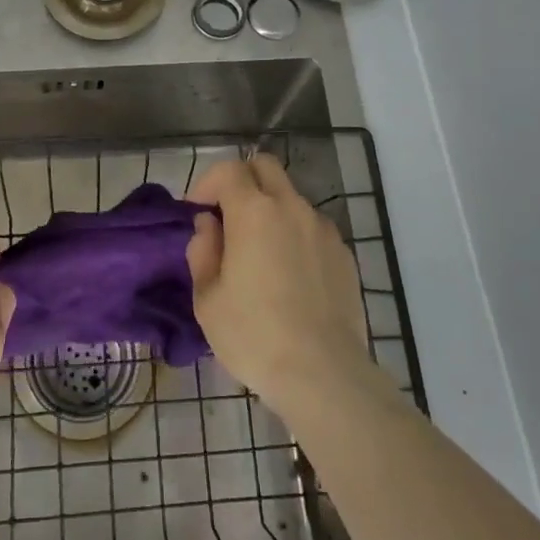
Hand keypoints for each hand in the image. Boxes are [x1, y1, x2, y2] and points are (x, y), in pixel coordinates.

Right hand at [186, 154, 373, 416]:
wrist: (322, 373)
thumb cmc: (253, 336)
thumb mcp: (208, 299)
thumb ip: (203, 250)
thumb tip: (209, 225)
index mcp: (253, 211)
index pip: (227, 169)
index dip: (206, 183)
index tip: (196, 211)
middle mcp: (291, 207)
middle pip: (265, 166)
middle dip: (241, 180)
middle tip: (227, 216)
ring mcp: (323, 228)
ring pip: (291, 198)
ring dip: (270, 210)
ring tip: (260, 253)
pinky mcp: (343, 253)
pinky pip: (312, 228)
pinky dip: (295, 235)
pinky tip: (290, 276)